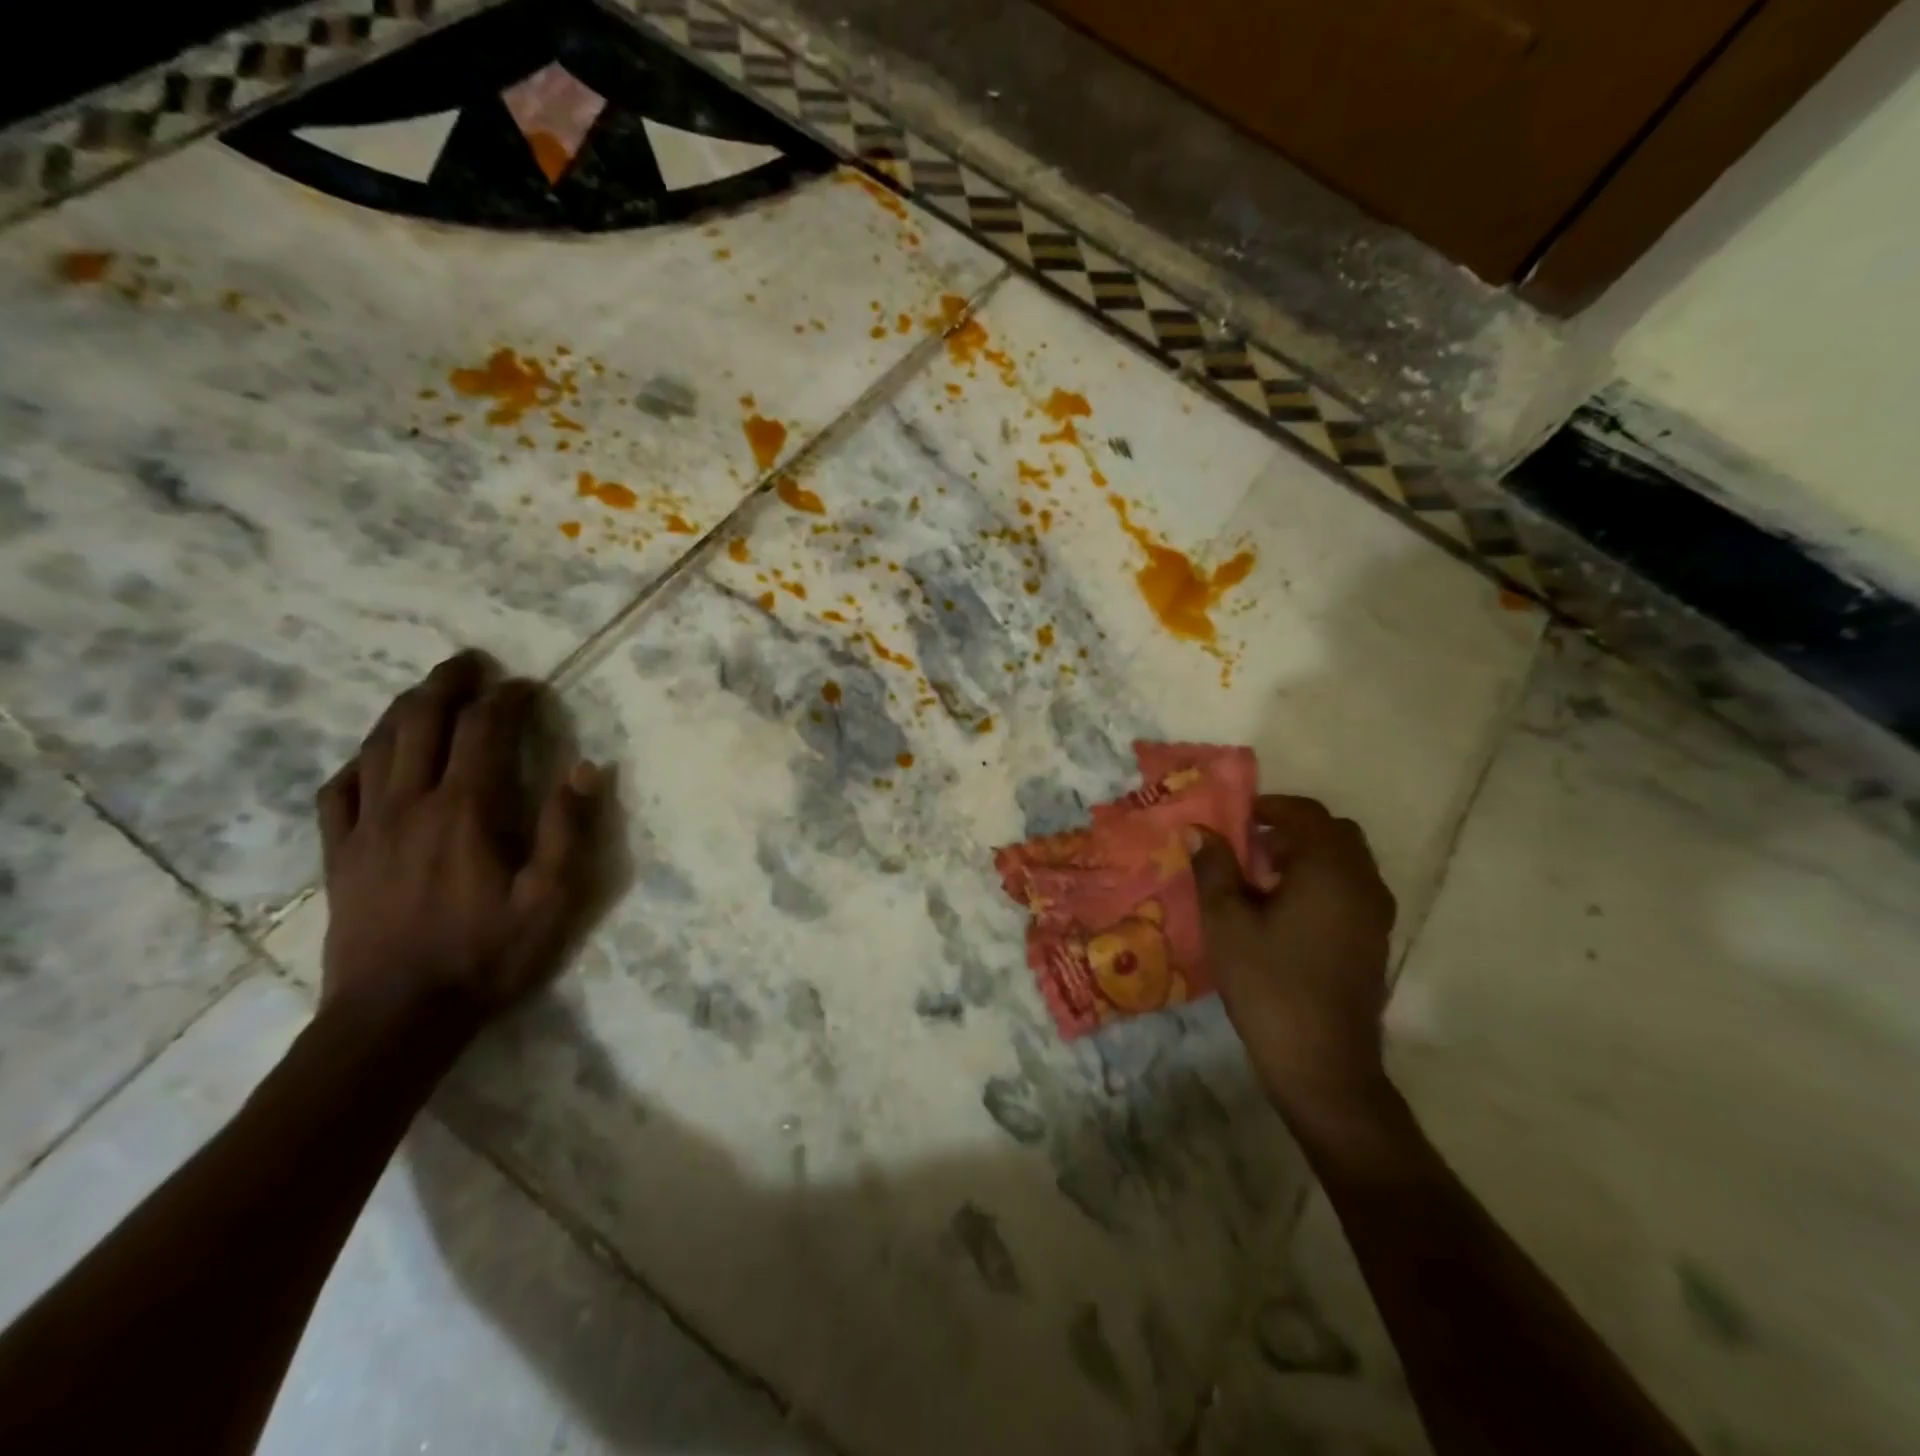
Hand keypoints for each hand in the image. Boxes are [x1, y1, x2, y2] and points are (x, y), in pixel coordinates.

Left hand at [315, 651, 602, 1025]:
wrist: (396, 1018)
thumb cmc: (487, 955)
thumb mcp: (553, 898)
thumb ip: (570, 828)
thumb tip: (586, 766)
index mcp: (466, 809)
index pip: (485, 730)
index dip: (508, 699)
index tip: (529, 686)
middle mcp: (410, 804)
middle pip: (421, 721)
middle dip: (448, 683)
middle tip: (471, 663)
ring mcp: (366, 827)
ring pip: (378, 746)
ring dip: (405, 708)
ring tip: (429, 691)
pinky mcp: (340, 854)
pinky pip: (339, 790)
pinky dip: (360, 760)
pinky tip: (374, 758)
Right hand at [1192, 796, 1397, 1122]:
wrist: (1323, 1064)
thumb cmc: (1269, 985)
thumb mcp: (1227, 923)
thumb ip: (1214, 869)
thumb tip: (1200, 831)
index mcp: (1330, 869)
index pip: (1306, 813)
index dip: (1269, 807)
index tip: (1234, 819)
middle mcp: (1363, 882)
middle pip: (1333, 833)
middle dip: (1291, 830)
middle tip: (1249, 848)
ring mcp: (1376, 914)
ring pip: (1346, 862)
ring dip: (1308, 857)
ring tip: (1261, 881)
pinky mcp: (1375, 941)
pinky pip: (1352, 890)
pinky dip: (1322, 883)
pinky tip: (1285, 914)